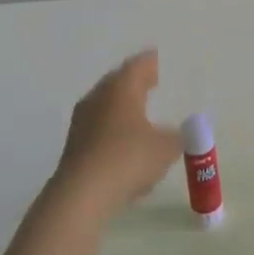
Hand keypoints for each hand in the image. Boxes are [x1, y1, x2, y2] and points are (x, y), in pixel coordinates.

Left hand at [51, 50, 184, 218]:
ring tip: (140, 112)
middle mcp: (98, 97)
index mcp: (121, 88)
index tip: (159, 60)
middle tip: (152, 82)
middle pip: (118, 82)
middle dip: (135, 82)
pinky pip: (98, 127)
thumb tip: (179, 132)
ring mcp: (82, 121)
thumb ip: (178, 136)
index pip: (138, 65)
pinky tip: (125, 143)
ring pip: (106, 105)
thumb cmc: (129, 158)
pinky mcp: (74, 145)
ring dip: (122, 106)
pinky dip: (113, 128)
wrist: (82, 194)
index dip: (150, 62)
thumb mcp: (167, 147)